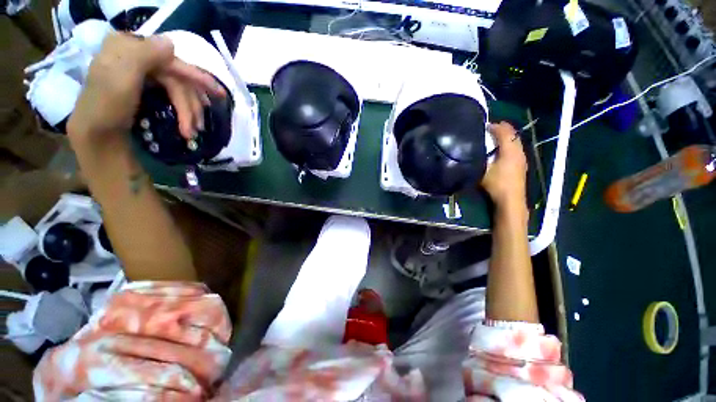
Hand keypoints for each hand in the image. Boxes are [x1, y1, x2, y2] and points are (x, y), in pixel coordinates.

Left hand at [67, 33, 224, 141]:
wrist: (97, 137)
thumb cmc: (106, 107)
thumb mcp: (121, 76)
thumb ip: (145, 54)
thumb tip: (171, 43)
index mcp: (128, 47)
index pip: (170, 59)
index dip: (195, 76)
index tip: (219, 94)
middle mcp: (137, 56)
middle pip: (176, 78)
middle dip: (190, 104)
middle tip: (199, 127)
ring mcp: (142, 73)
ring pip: (178, 89)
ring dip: (190, 111)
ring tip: (194, 131)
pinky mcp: (146, 89)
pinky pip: (174, 95)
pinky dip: (185, 110)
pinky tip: (191, 121)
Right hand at [481, 122, 527, 207]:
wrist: (511, 199)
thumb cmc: (496, 184)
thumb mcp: (482, 172)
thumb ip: (478, 160)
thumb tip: (471, 151)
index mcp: (509, 151)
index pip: (504, 133)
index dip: (496, 127)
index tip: (485, 125)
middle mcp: (518, 152)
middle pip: (513, 135)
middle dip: (503, 129)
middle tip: (491, 128)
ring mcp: (522, 158)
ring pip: (516, 141)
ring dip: (507, 137)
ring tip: (496, 137)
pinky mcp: (522, 164)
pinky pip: (516, 148)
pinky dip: (510, 144)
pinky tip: (503, 149)